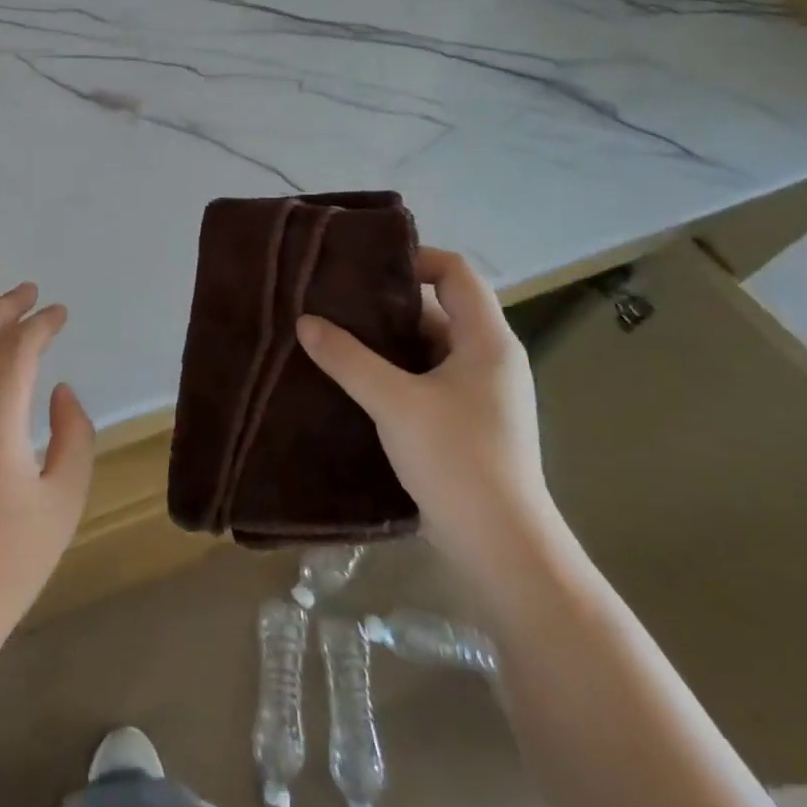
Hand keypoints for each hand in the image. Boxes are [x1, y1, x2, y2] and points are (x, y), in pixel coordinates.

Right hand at [296, 246, 551, 570]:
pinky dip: (390, 374)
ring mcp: (478, 394)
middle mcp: (488, 359)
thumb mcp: (394, 402)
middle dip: (385, 305)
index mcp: (487, 341)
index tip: (365, 268)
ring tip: (331, 337)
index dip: (416, 259)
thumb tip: (305, 321)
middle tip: (333, 301)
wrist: (500, 547)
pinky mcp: (463, 423)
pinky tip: (350, 381)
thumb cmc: (457, 459)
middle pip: (437, 310)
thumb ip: (348, 358)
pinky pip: (423, 380)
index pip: (458, 273)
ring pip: (425, 349)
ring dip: (383, 343)